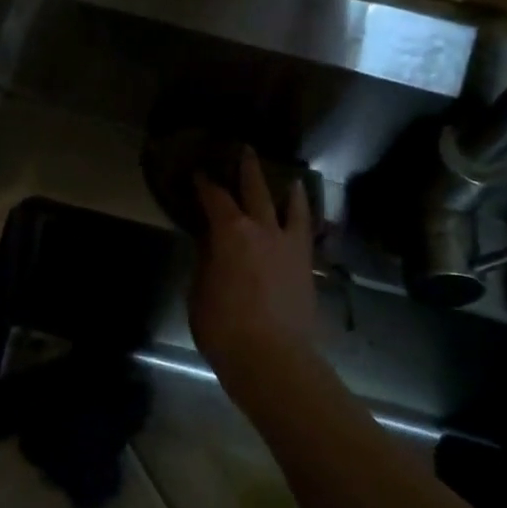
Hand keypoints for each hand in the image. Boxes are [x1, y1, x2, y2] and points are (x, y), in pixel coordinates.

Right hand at [189, 148, 317, 377]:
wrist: (272, 357)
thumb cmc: (223, 327)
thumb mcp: (199, 293)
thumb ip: (206, 263)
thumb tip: (210, 246)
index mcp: (230, 233)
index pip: (215, 199)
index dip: (206, 184)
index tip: (199, 172)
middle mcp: (263, 230)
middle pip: (256, 190)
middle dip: (248, 169)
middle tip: (245, 150)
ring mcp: (290, 246)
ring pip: (292, 208)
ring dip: (289, 191)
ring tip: (292, 179)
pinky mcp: (307, 266)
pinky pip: (306, 233)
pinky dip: (304, 221)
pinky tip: (303, 220)